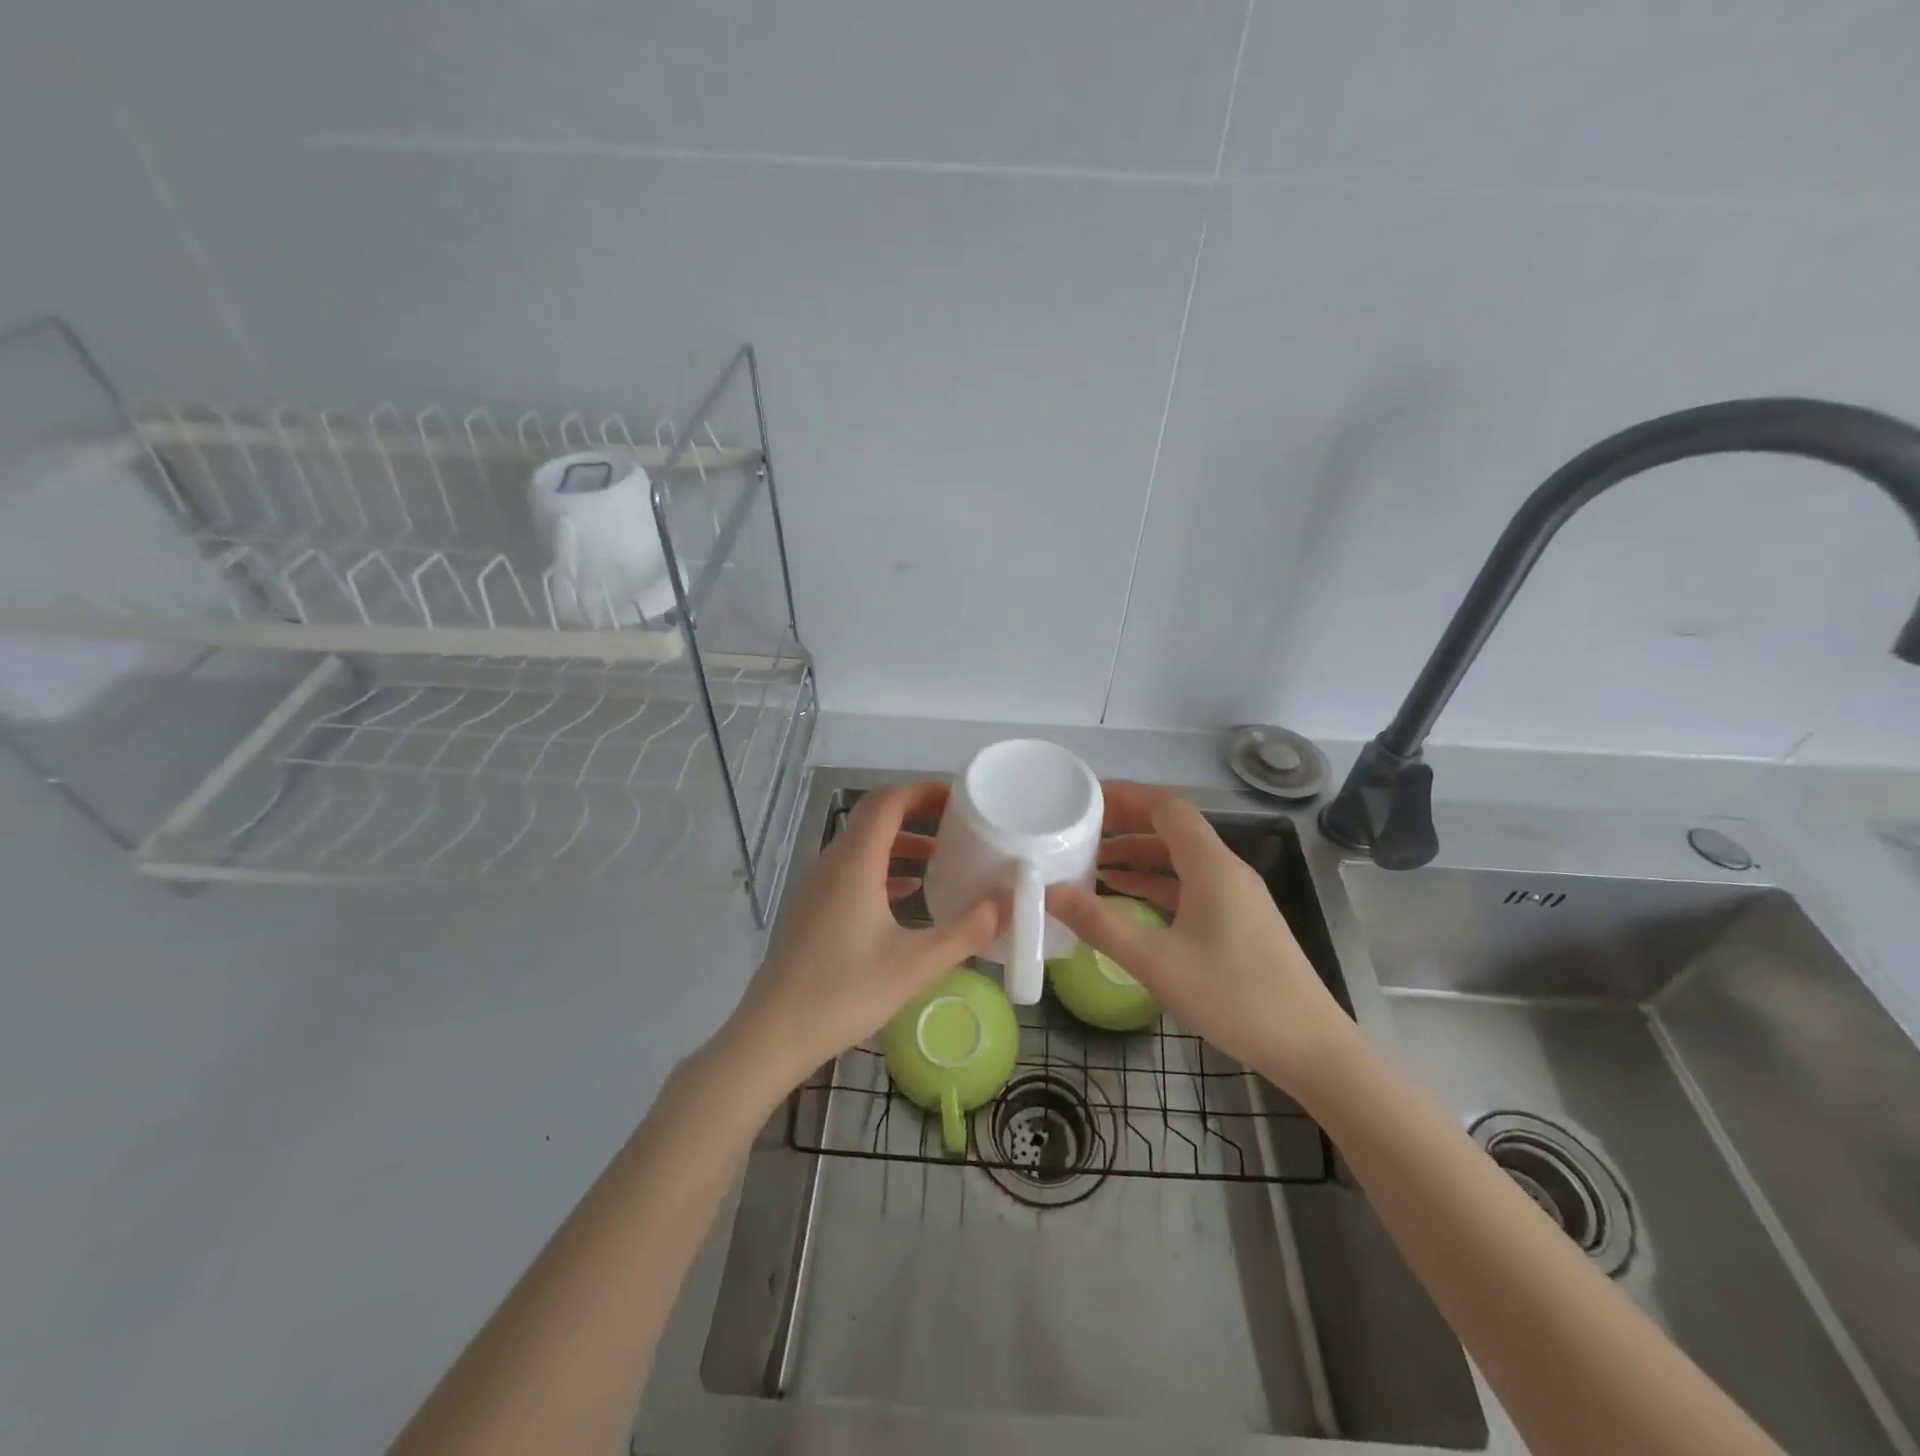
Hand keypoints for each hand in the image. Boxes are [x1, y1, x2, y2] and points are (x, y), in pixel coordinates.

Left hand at [723, 781, 1003, 1094]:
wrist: (773, 1034)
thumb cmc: (845, 993)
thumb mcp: (916, 965)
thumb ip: (967, 931)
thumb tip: (1009, 902)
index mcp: (854, 863)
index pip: (888, 801)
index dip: (924, 791)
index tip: (960, 799)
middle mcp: (832, 863)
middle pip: (874, 817)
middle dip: (917, 814)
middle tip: (958, 825)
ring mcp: (816, 886)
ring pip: (862, 845)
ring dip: (901, 843)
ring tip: (941, 857)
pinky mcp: (811, 908)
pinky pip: (851, 870)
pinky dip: (883, 869)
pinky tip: (908, 894)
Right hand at [1045, 781, 1359, 1090]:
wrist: (1310, 1048)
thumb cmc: (1234, 997)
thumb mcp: (1157, 962)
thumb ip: (1100, 924)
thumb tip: (1050, 892)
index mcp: (1211, 865)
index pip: (1166, 806)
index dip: (1125, 796)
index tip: (1083, 801)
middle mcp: (1226, 869)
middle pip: (1172, 828)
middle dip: (1125, 824)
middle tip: (1078, 832)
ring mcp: (1236, 895)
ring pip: (1179, 858)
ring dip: (1137, 856)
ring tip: (1091, 864)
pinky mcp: (1238, 920)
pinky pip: (1189, 885)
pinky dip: (1154, 884)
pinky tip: (1126, 899)